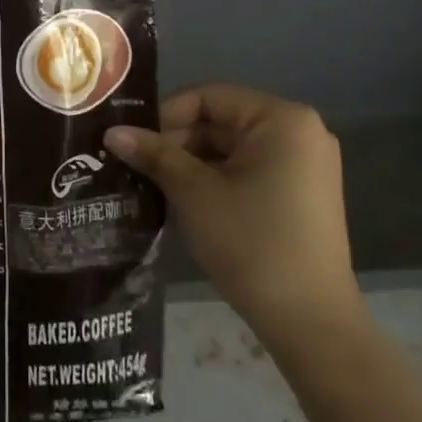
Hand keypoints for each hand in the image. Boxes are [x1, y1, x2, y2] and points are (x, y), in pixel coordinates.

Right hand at [105, 84, 360, 356]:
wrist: (310, 323)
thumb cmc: (252, 243)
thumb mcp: (194, 193)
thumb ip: (154, 154)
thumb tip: (112, 132)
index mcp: (282, 119)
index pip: (208, 97)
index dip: (164, 116)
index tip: (130, 141)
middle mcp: (300, 132)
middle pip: (221, 121)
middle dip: (176, 142)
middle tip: (134, 164)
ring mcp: (304, 165)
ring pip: (231, 148)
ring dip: (191, 163)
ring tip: (150, 182)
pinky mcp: (301, 194)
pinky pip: (248, 170)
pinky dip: (214, 179)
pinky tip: (182, 199)